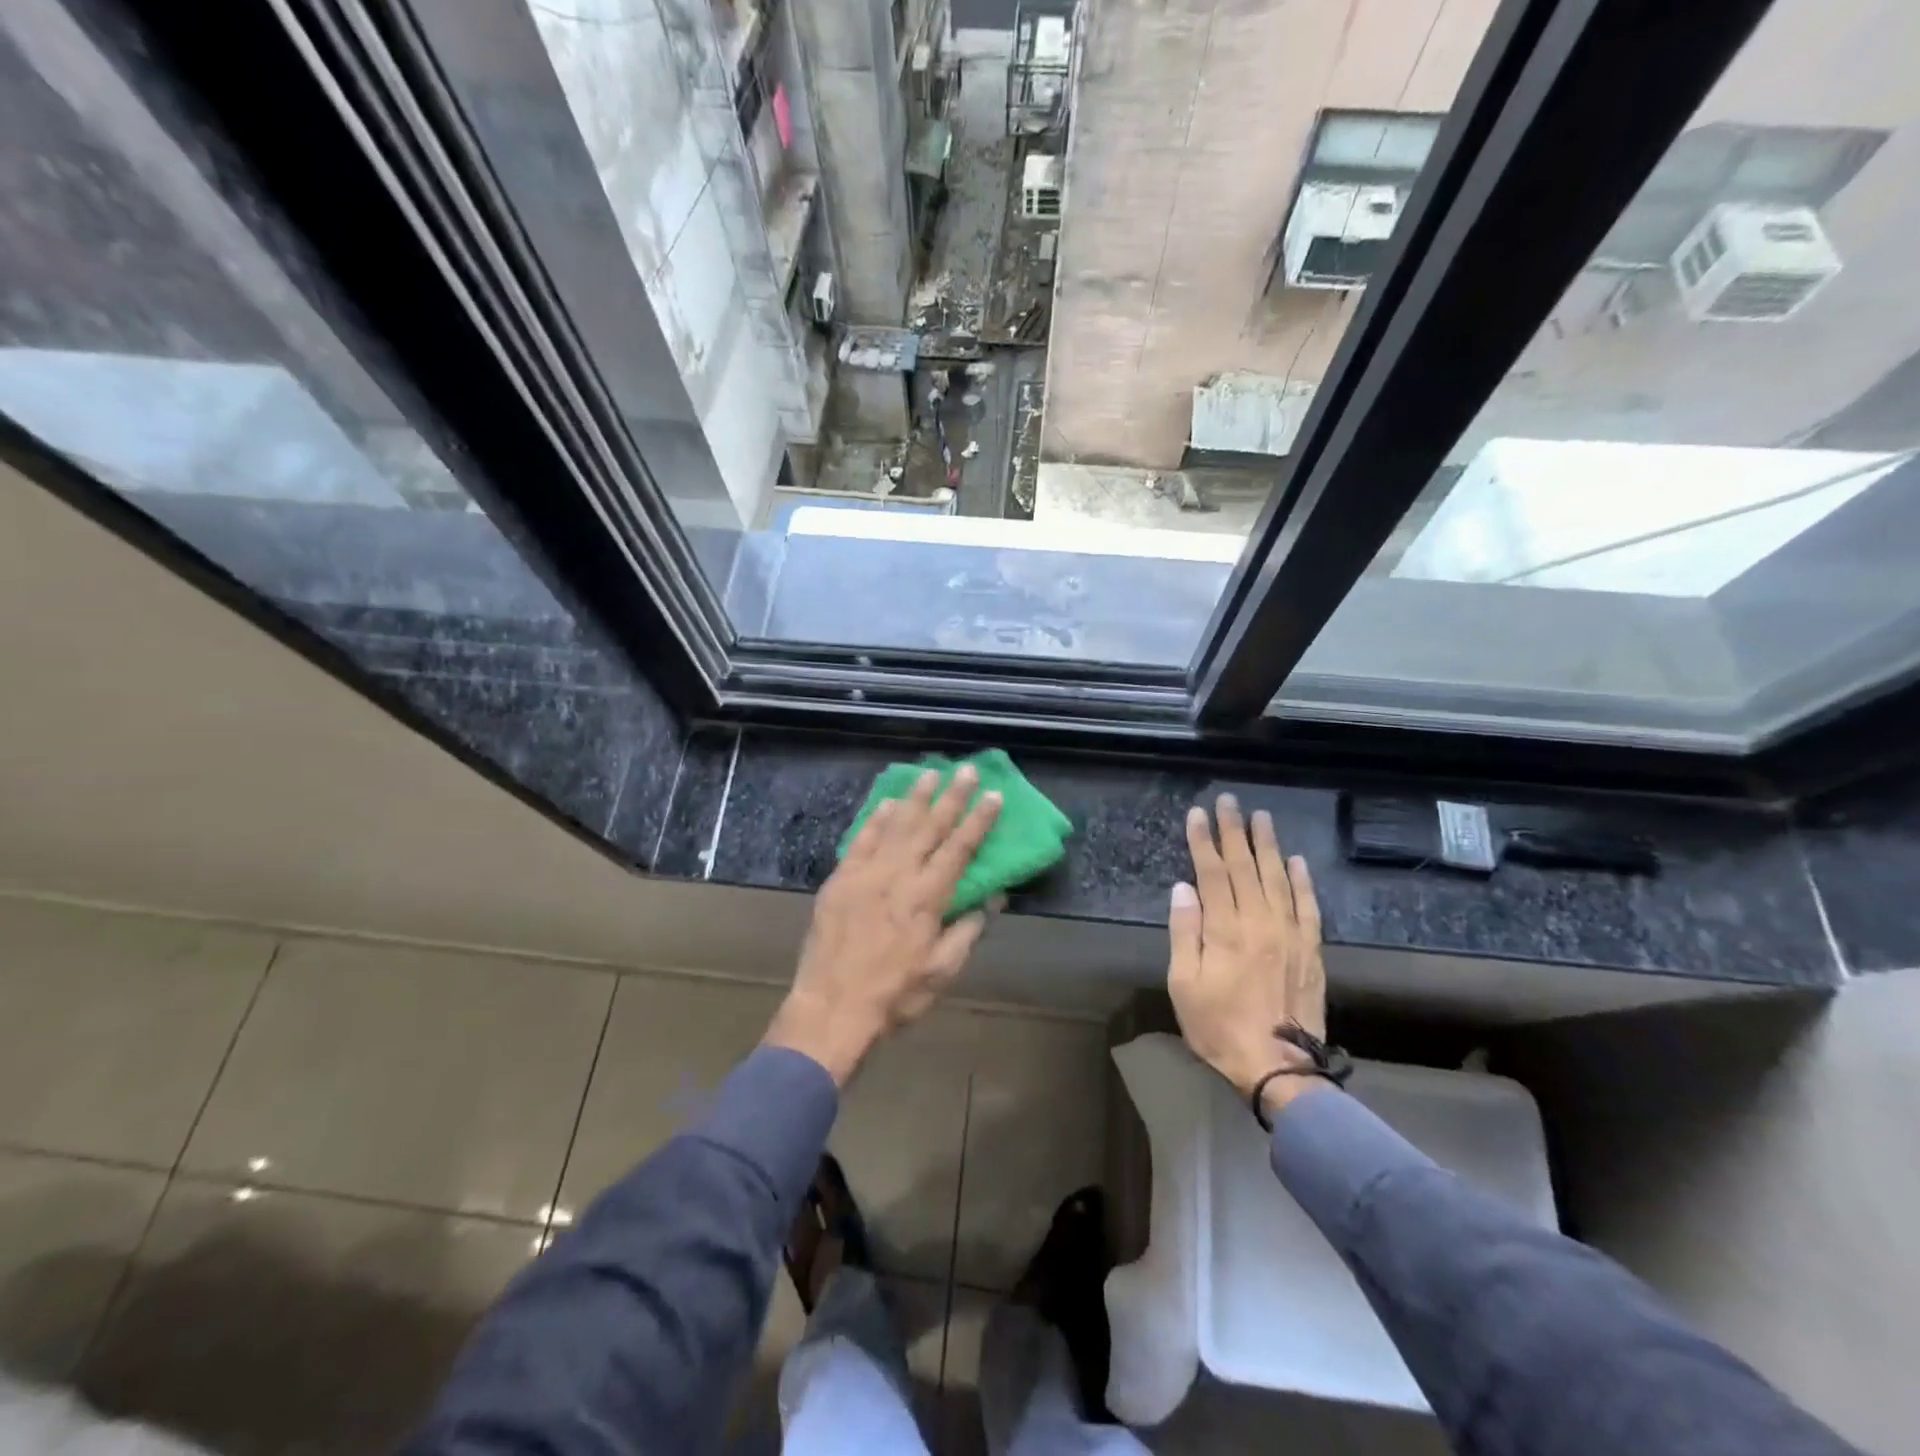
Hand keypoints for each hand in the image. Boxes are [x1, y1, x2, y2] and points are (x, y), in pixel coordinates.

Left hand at [765, 765, 1001, 1084]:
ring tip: (929, 774)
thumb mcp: (942, 970)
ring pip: (895, 825)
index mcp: (928, 897)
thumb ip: (967, 930)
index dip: (979, 820)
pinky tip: (886, 804)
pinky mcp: (840, 880)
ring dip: (914, 798)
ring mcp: (866, 874)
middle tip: (965, 769)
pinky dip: (875, 820)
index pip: (960, 848)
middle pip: (929, 826)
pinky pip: (861, 840)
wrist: (832, 1007)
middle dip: (951, 797)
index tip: (993, 794)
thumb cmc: (895, 994)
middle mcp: (898, 875)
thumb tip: (993, 898)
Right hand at [1167, 794, 1328, 1118]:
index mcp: (1225, 929)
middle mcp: (1260, 921)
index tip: (1197, 814)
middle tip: (1229, 801)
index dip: (1203, 841)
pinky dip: (1302, 881)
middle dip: (1234, 831)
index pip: (1211, 873)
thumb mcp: (1184, 984)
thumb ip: (1185, 933)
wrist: (1279, 1068)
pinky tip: (1297, 861)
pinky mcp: (1311, 950)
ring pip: (1278, 878)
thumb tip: (1183, 888)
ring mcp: (1290, 934)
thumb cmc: (1220, 1027)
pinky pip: (1308, 906)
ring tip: (1261, 817)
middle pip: (1245, 867)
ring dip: (1268, 845)